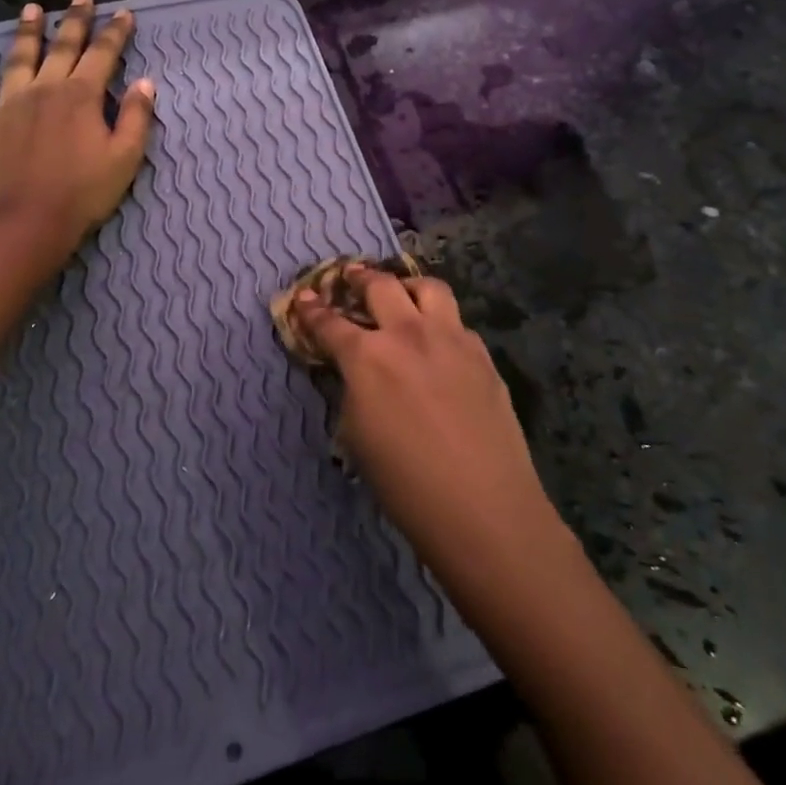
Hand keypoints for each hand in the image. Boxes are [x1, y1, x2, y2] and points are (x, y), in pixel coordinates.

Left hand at [0, 0, 154, 250]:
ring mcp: (7, 104)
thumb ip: (136, 117)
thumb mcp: (125, 158)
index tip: (124, 12)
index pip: (103, 54)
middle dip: (74, 20)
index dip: (115, 32)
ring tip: (31, 10)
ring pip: (17, 59)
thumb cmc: (82, 193)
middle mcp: (44, 89)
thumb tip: (145, 83)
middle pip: (61, 46)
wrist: (24, 223)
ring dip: (26, 33)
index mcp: (81, 96)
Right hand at [293, 268, 556, 580]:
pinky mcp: (483, 356)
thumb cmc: (405, 484)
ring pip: (429, 288)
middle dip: (359, 277)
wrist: (483, 509)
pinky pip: (457, 323)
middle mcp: (409, 335)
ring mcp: (452, 340)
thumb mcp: (356, 435)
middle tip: (349, 276)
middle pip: (381, 285)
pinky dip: (440, 322)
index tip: (302, 297)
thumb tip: (355, 371)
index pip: (330, 323)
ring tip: (400, 294)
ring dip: (407, 286)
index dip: (311, 310)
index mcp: (368, 357)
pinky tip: (437, 343)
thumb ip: (353, 389)